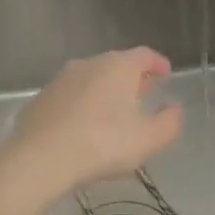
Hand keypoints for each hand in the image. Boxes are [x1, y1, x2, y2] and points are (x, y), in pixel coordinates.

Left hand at [4, 48, 184, 193]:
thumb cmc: (103, 144)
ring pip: (90, 80)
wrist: (41, 159)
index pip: (144, 55)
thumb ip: (169, 122)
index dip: (158, 63)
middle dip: (132, 79)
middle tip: (143, 94)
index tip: (166, 73)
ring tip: (113, 114)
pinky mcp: (40, 100)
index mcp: (118, 67)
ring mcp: (60, 81)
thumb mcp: (149, 139)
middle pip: (116, 65)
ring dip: (104, 92)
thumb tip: (175, 109)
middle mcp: (88, 64)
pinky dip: (81, 106)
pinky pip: (69, 98)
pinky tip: (83, 128)